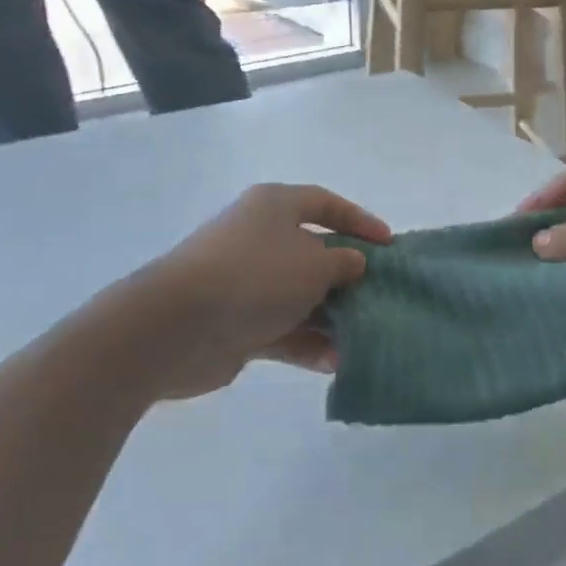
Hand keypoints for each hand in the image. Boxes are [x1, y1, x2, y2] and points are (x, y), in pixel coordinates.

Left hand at [99, 184, 391, 400]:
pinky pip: (282, 329)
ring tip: (363, 337)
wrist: (176, 326)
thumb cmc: (256, 276)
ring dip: (331, 317)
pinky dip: (307, 343)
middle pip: (314, 253)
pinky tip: (333, 362)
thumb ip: (344, 263)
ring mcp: (245, 282)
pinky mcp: (236, 322)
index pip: (325, 204)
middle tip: (380, 295)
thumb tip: (354, 262)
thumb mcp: (315, 264)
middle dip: (348, 277)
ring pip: (300, 296)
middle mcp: (259, 238)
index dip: (360, 220)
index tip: (389, 244)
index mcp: (274, 207)